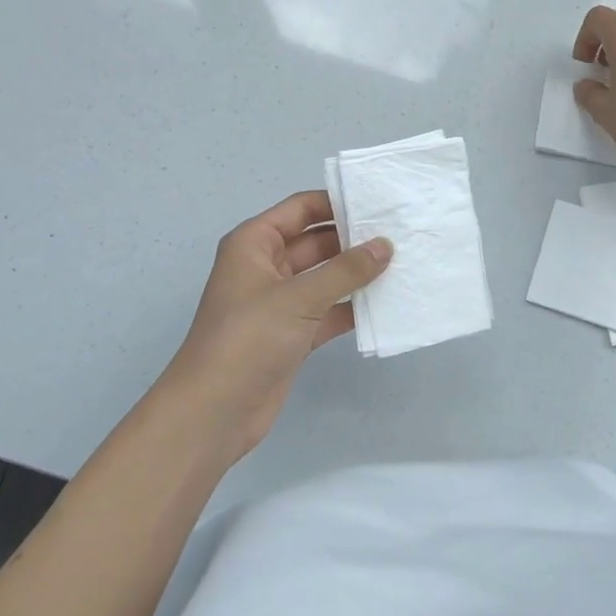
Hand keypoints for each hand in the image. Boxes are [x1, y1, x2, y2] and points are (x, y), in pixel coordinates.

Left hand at [159, 191, 390, 461]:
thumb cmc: (249, 338)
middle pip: (315, 242)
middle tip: (400, 234)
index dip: (335, 203)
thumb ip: (346, 270)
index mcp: (254, 244)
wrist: (214, 412)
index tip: (378, 203)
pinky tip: (386, 303)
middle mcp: (265, 267)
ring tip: (402, 263)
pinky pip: (327, 310)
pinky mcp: (291, 334)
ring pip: (324, 277)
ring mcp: (279, 303)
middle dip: (353, 239)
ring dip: (356, 274)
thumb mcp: (299, 297)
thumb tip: (385, 245)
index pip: (300, 209)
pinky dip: (351, 307)